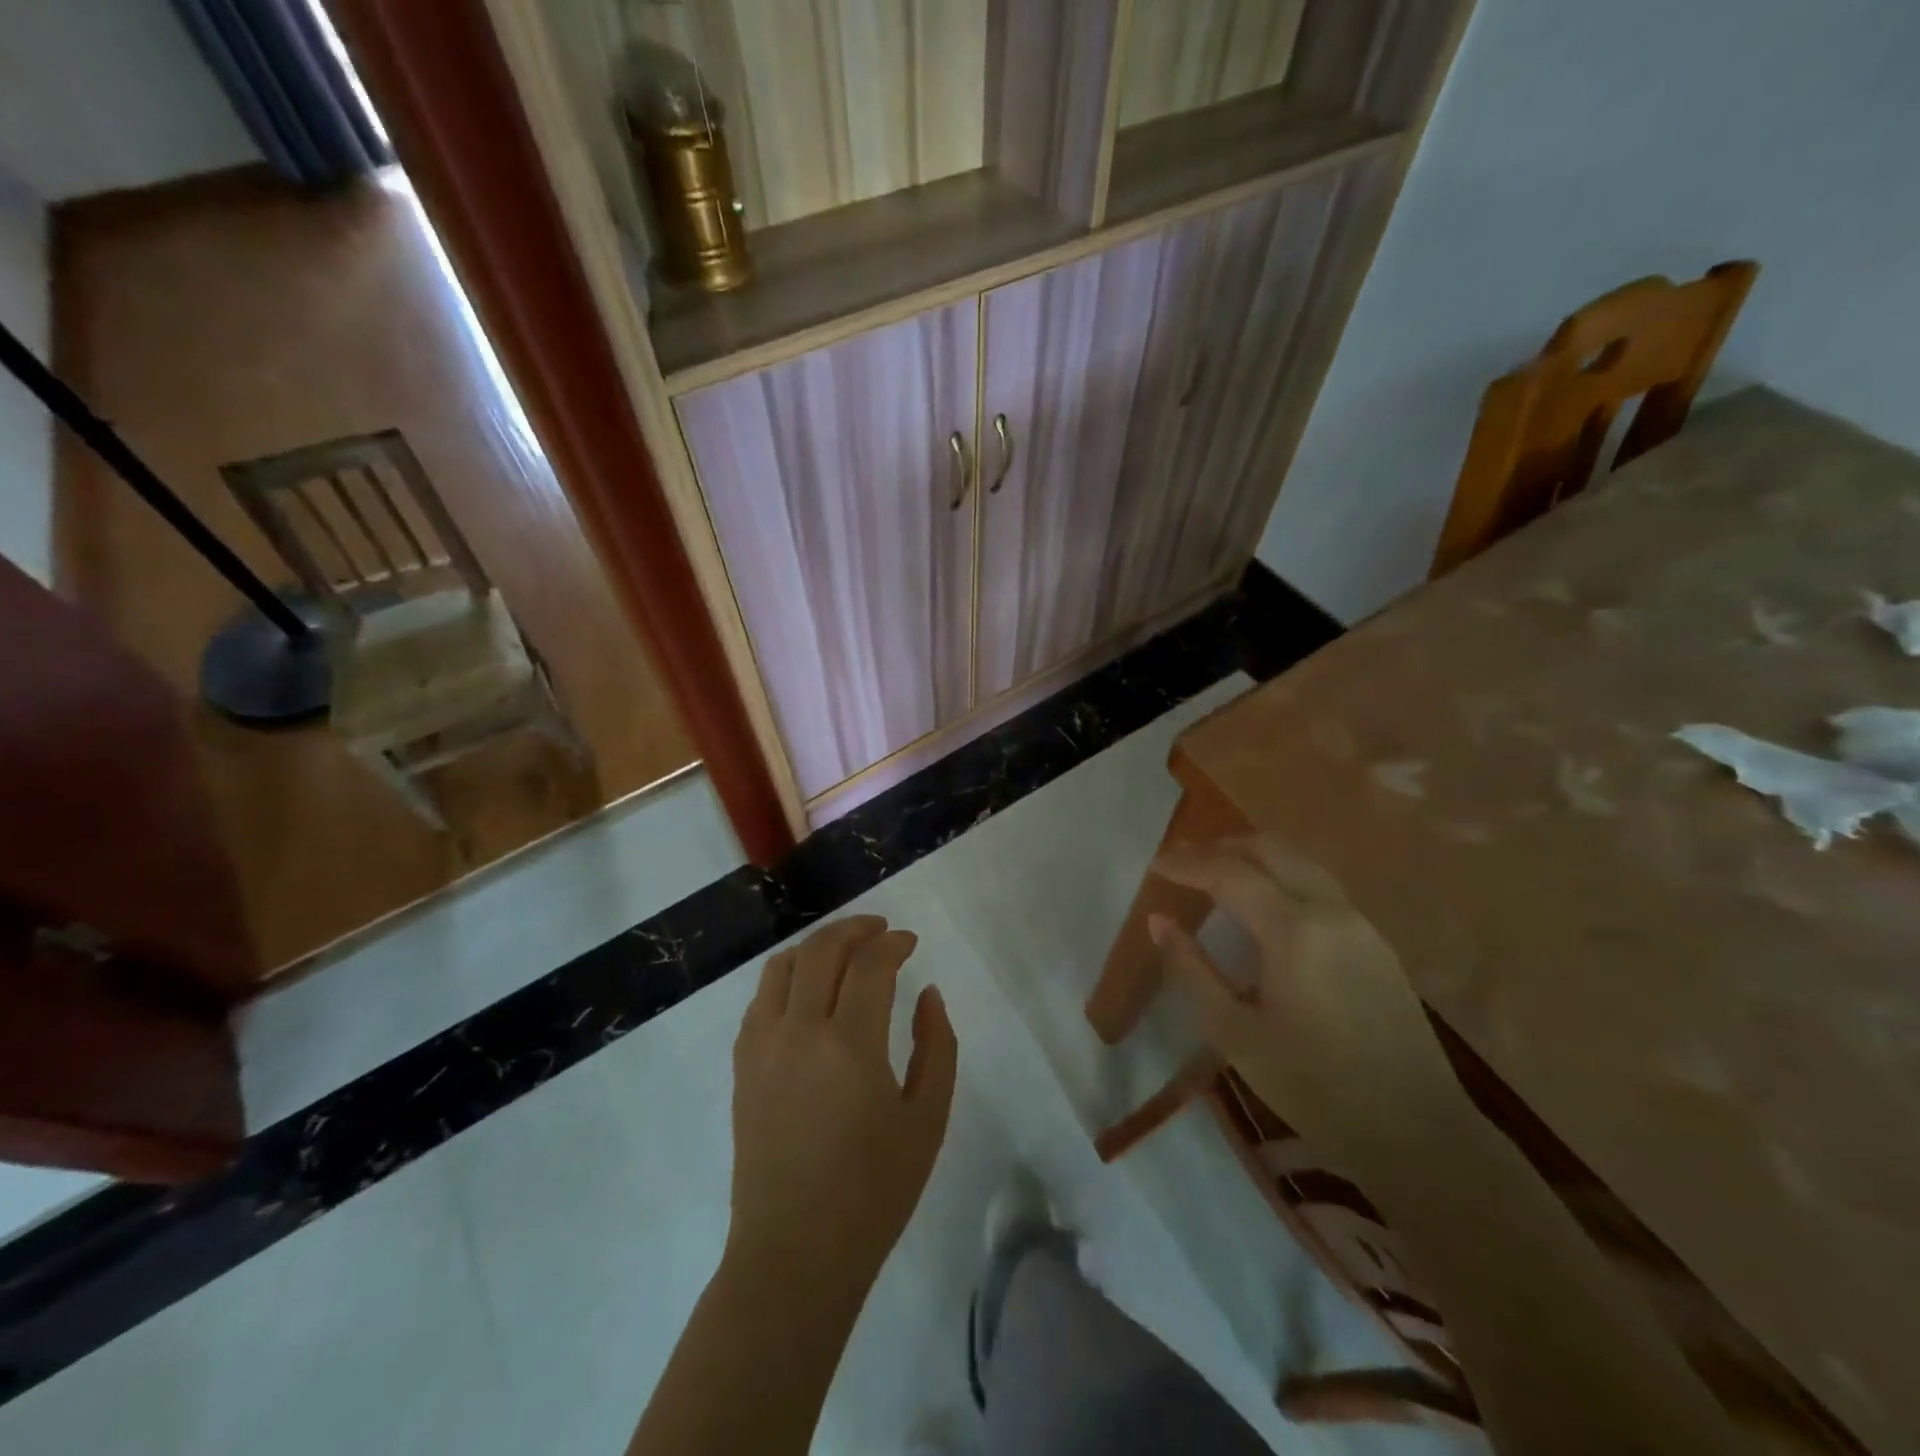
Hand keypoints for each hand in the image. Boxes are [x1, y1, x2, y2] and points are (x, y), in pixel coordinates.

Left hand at [727, 915, 958, 1293]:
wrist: (795, 1252)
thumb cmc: (873, 1191)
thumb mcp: (927, 1119)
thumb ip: (936, 1045)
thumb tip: (927, 993)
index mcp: (850, 1045)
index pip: (870, 964)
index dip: (893, 943)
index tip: (910, 942)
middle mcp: (800, 1031)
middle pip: (822, 950)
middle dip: (855, 929)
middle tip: (880, 931)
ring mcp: (763, 1046)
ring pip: (783, 965)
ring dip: (817, 946)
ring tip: (844, 950)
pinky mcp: (742, 1065)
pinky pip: (761, 998)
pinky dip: (788, 976)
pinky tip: (809, 989)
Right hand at [1149, 836, 1468, 1174]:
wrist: (1419, 1132)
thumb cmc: (1315, 1088)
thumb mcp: (1235, 1035)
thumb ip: (1192, 970)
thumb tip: (1158, 920)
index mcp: (1294, 931)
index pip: (1230, 873)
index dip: (1188, 863)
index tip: (1155, 864)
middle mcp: (1331, 910)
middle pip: (1270, 849)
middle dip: (1221, 846)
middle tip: (1182, 858)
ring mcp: (1360, 923)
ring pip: (1299, 861)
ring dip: (1253, 856)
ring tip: (1215, 871)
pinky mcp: (1376, 942)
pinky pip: (1318, 885)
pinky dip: (1280, 875)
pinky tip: (1262, 903)